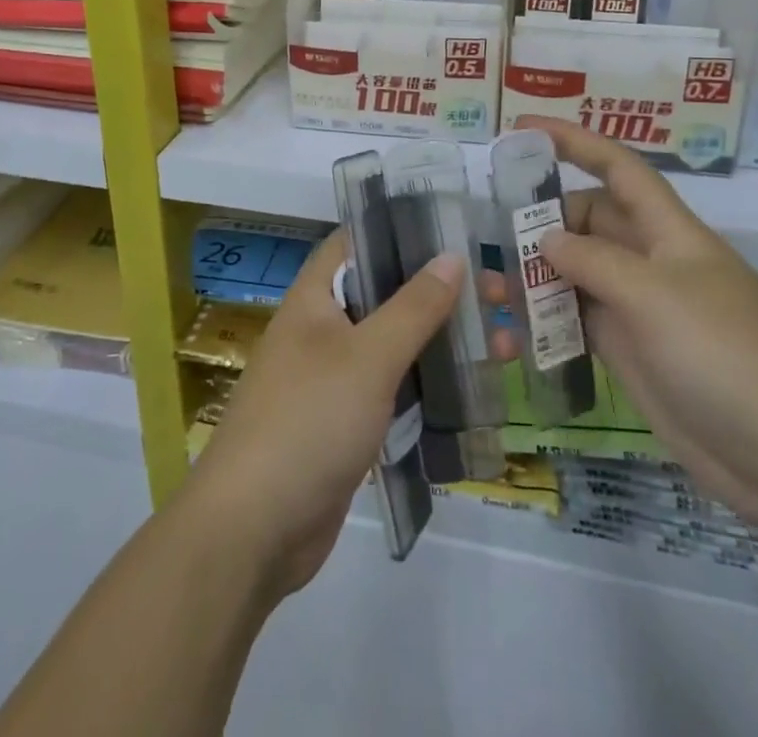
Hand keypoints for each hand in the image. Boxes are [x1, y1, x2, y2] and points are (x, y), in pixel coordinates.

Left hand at [179, 231, 470, 599]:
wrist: (254, 529)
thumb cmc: (309, 421)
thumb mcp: (368, 357)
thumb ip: (413, 307)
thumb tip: (452, 257)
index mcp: (315, 298)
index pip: (357, 241)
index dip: (402, 229)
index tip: (455, 230)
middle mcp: (322, 329)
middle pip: (386, 293)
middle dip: (440, 291)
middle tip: (500, 294)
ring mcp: (334, 378)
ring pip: (395, 343)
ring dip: (441, 339)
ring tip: (504, 343)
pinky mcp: (346, 422)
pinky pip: (393, 387)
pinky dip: (428, 382)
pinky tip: (472, 387)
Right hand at [515, 115, 757, 534]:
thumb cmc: (725, 357)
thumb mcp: (655, 298)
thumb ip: (594, 261)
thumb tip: (547, 240)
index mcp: (668, 232)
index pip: (618, 168)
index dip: (573, 141)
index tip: (522, 128)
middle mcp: (650, 261)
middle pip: (586, 222)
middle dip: (539, 224)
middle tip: (489, 239)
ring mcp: (638, 308)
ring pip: (576, 274)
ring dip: (534, 280)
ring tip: (490, 295)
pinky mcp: (629, 351)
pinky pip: (577, 322)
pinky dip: (545, 324)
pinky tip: (513, 339)